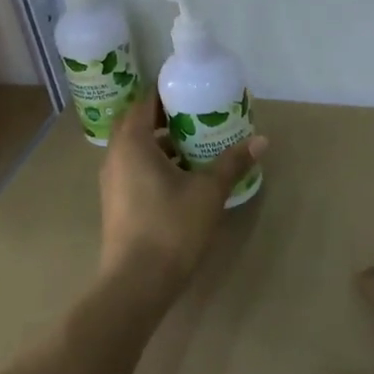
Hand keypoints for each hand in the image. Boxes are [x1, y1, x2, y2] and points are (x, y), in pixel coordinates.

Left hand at [97, 89, 265, 293]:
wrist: (136, 283)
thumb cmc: (171, 227)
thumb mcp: (208, 192)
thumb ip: (232, 163)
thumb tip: (261, 140)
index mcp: (132, 142)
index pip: (146, 102)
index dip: (169, 92)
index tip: (195, 90)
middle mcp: (116, 155)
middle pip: (139, 123)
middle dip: (167, 116)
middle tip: (199, 115)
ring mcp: (112, 181)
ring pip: (136, 148)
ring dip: (162, 142)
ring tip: (196, 144)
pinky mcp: (117, 202)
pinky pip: (135, 168)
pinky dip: (156, 163)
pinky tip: (184, 176)